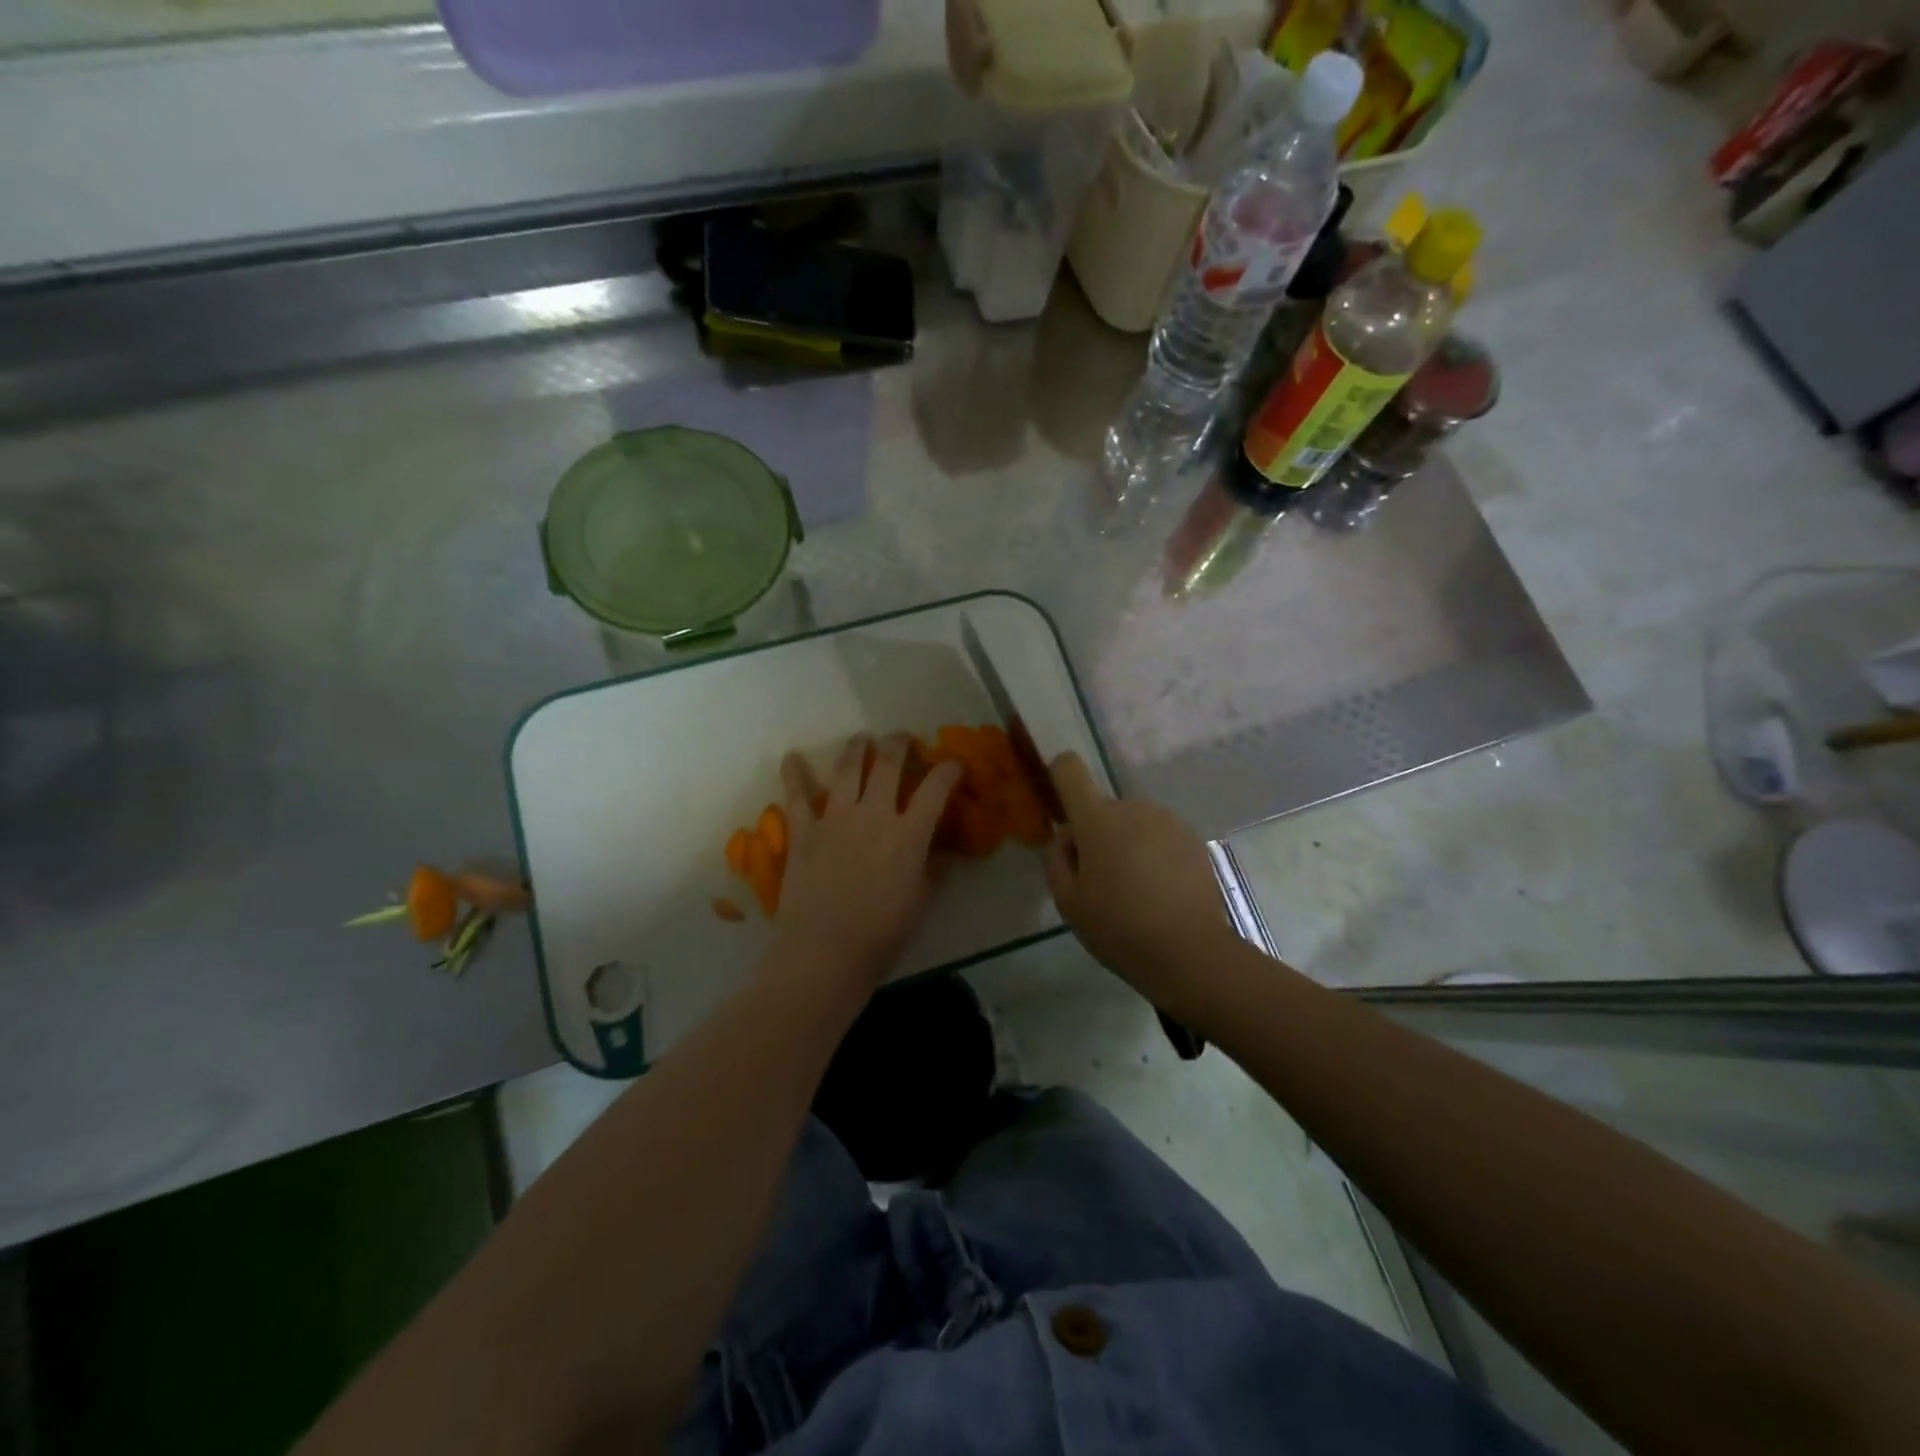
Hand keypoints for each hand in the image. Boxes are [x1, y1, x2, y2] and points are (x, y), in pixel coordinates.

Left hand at [770, 733, 963, 987]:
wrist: (826, 951)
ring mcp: (836, 819)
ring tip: (862, 739)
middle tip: (902, 737)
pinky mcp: (804, 832)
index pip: (936, 789)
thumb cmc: (882, 934)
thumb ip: (931, 869)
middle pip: (888, 764)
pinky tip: (792, 757)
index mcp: (909, 834)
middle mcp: (874, 815)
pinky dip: (793, 774)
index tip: (954, 764)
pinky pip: (797, 797)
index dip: (949, 770)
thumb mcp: (921, 901)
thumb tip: (938, 852)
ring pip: (847, 770)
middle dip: (899, 744)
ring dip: (856, 749)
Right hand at [1043, 753, 1229, 1004]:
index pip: (1070, 769)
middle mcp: (1133, 807)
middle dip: (1098, 836)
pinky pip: (1161, 839)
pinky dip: (1155, 857)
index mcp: (1097, 818)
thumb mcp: (1068, 902)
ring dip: (1128, 847)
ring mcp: (1168, 821)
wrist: (1190, 951)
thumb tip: (1067, 838)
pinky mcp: (1194, 840)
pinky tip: (1161, 895)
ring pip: (1134, 825)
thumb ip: (1057, 860)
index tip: (1062, 809)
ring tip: (1135, 893)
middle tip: (1101, 883)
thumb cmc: (1118, 926)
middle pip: (1104, 810)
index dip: (1060, 777)